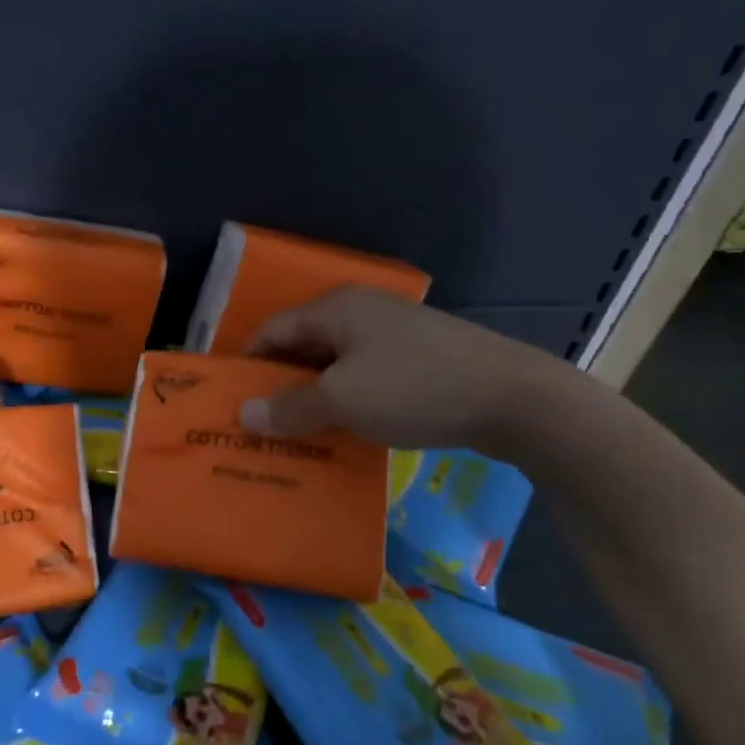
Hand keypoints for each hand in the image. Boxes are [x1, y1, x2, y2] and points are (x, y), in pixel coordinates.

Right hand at [235, 287, 579, 454]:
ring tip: (296, 436)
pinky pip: (367, 379)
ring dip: (315, 398)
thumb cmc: (414, 387)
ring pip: (337, 366)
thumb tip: (244, 414)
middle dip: (280, 385)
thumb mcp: (343, 400)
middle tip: (260, 424)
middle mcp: (362, 313)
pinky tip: (344, 434)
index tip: (230, 400)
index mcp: (336, 308)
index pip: (273, 330)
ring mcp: (395, 335)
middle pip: (304, 347)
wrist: (514, 398)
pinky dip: (348, 403)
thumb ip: (290, 408)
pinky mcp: (420, 360)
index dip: (248, 363)